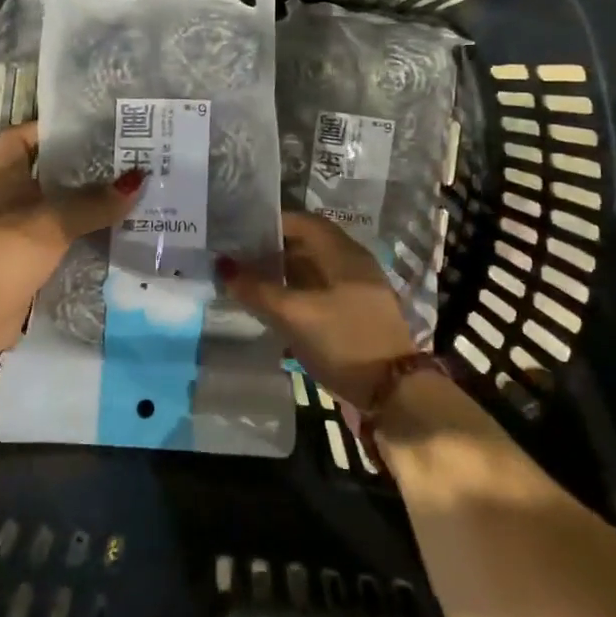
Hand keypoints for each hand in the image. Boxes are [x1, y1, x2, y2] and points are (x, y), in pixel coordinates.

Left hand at [0, 122, 143, 363]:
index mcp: (7, 181)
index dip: (42, 129)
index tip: (81, 127)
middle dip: (83, 171)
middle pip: (49, 178)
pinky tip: (120, 243)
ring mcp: (21, 240)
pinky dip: (88, 246)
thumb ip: (93, 202)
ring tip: (134, 200)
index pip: (16, 141)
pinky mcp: (32, 270)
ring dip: (90, 211)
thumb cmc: (2, 253)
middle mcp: (13, 205)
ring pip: (61, 216)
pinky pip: (66, 250)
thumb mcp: (52, 221)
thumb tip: (138, 179)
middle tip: (127, 163)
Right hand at [218, 211, 420, 410]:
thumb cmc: (343, 340)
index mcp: (344, 253)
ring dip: (282, 275)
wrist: (394, 394)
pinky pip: (319, 294)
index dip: (271, 223)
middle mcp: (352, 265)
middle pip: (307, 246)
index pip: (303, 222)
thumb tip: (221, 264)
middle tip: (237, 258)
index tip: (239, 231)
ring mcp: (356, 292)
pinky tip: (273, 310)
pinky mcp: (355, 317)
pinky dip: (295, 296)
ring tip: (247, 284)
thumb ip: (256, 289)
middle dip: (272, 250)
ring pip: (312, 272)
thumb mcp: (294, 314)